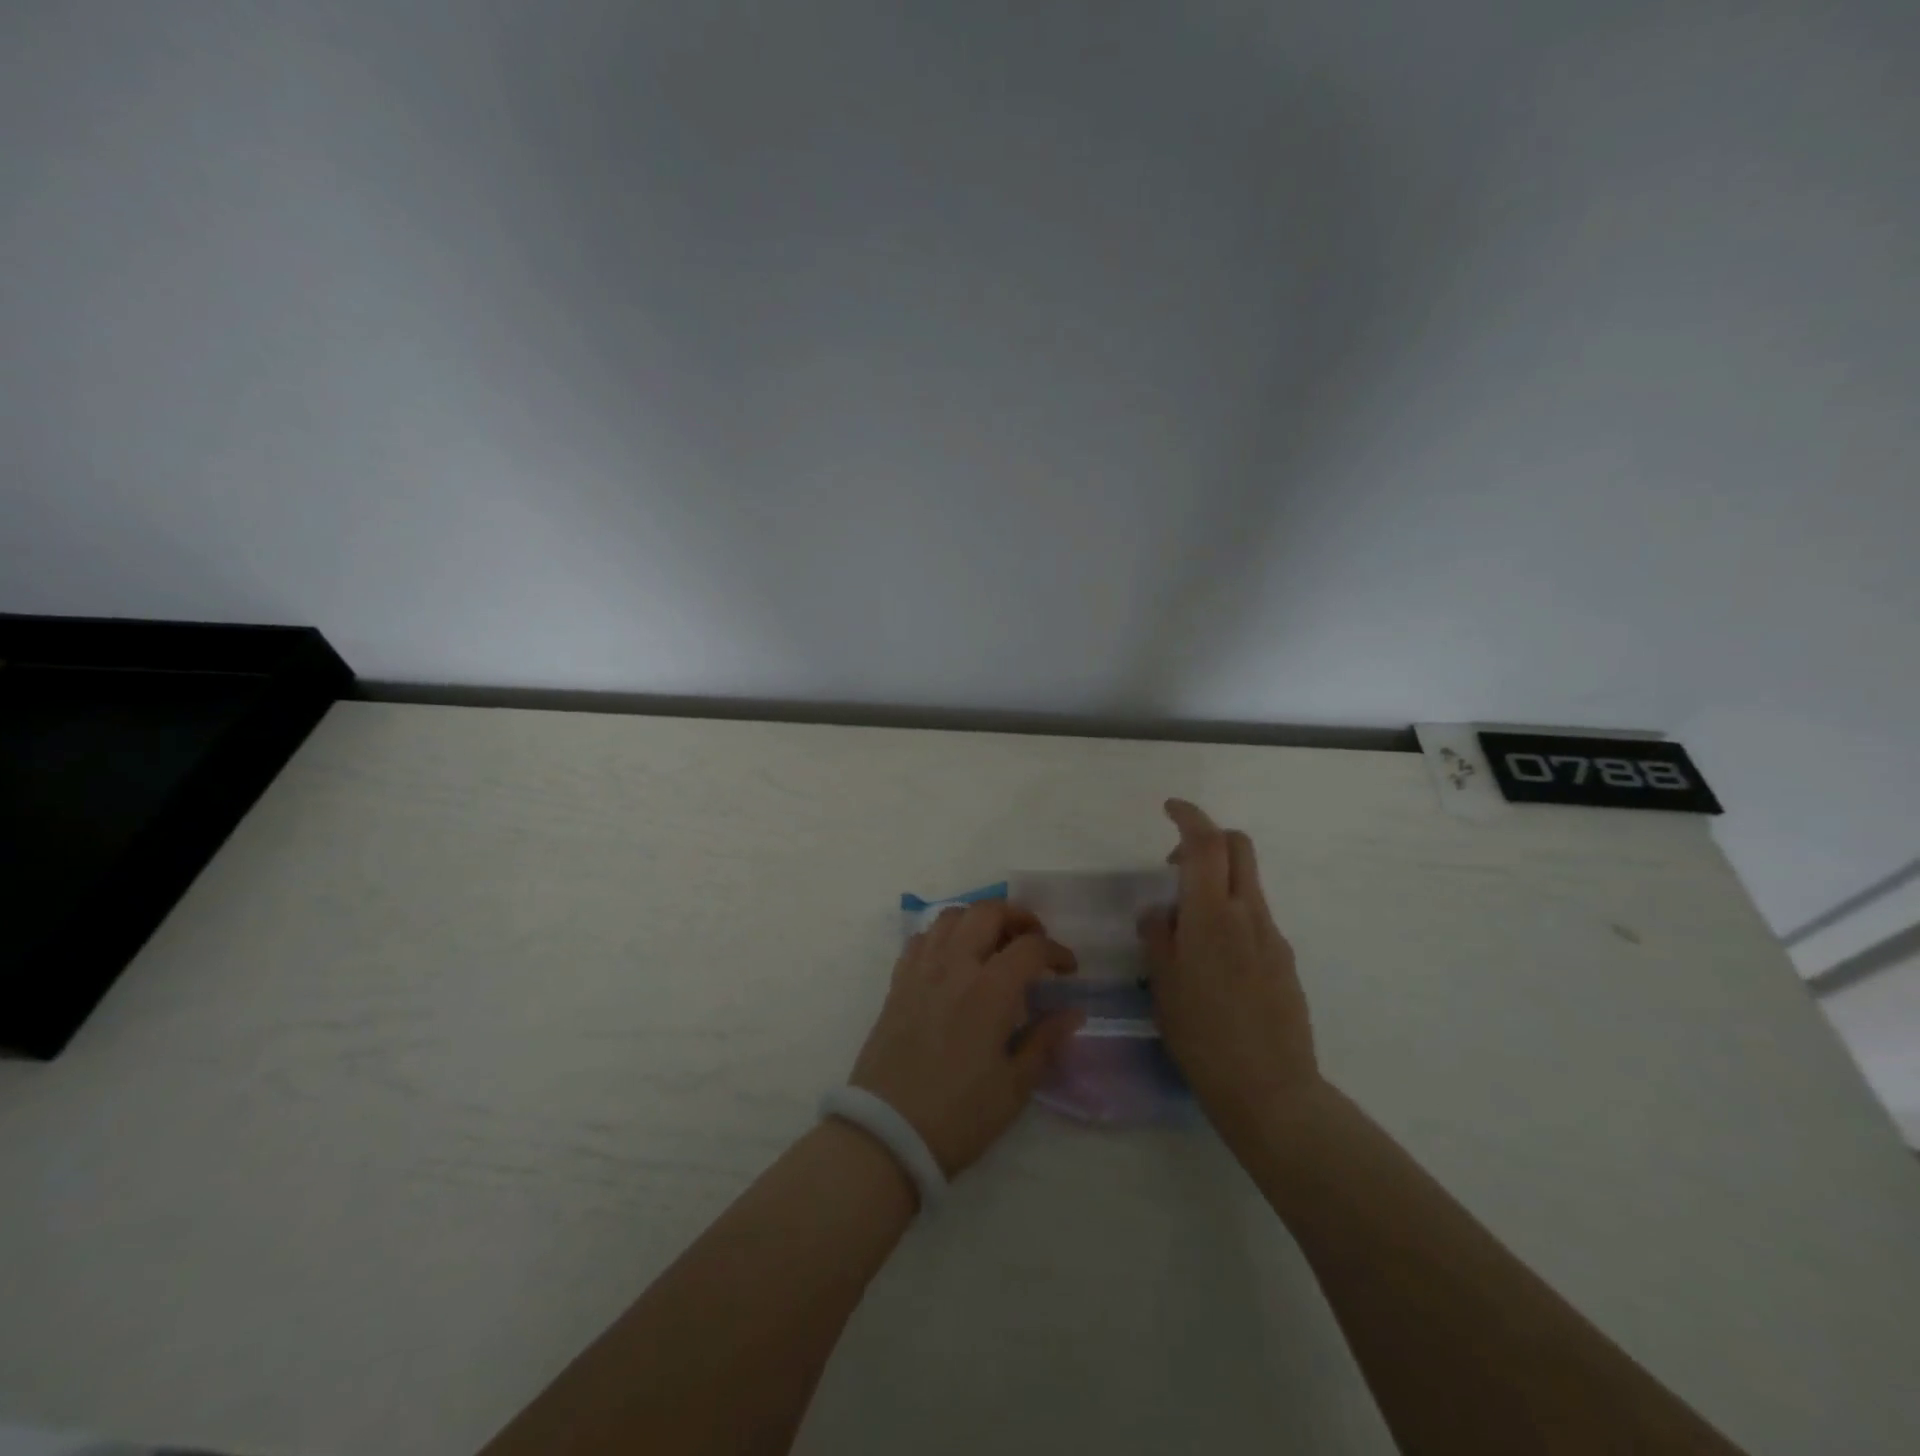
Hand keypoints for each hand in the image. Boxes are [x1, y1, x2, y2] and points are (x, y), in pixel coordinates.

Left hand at [849, 901, 1082, 1177]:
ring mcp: (921, 970)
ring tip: (993, 944)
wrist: (887, 1133)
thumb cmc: (959, 1115)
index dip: (1056, 952)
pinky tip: (953, 959)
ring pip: (951, 916)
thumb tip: (1072, 1012)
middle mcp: (955, 966)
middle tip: (1033, 941)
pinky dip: (943, 936)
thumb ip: (1045, 1041)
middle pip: (988, 912)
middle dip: (1018, 917)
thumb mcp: (1014, 1087)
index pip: (1030, 947)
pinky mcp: (898, 983)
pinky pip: (921, 939)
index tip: (1068, 970)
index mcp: (990, 990)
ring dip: (978, 920)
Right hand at [1140, 799, 1320, 1137]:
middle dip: (1208, 839)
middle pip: (1238, 848)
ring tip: (1186, 927)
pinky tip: (1213, 961)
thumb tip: (1159, 911)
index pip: (1206, 843)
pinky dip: (1230, 914)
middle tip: (1175, 864)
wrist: (1271, 1091)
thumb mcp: (1163, 984)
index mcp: (1212, 915)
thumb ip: (1158, 936)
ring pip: (1246, 883)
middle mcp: (1248, 914)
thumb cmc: (1202, 1036)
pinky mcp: (1284, 961)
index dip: (1189, 816)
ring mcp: (1272, 937)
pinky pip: (1254, 918)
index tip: (1170, 808)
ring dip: (1216, 882)